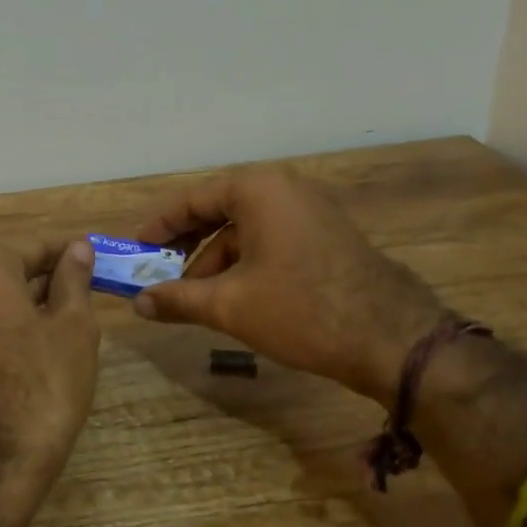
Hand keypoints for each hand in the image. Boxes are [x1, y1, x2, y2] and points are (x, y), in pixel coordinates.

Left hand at [0, 237, 100, 491]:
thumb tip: (77, 248)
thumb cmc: (42, 383)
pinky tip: (34, 350)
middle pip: (8, 270)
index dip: (68, 254)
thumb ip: (73, 280)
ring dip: (26, 304)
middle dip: (46, 279)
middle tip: (85, 292)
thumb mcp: (73, 327)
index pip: (34, 247)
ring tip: (65, 321)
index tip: (96, 260)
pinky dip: (4, 329)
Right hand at [131, 166, 443, 407]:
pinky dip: (244, 263)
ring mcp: (310, 210)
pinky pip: (270, 239)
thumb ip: (177, 298)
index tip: (133, 249)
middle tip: (156, 272)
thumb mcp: (229, 305)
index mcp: (256, 189)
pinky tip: (232, 296)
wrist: (393, 338)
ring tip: (192, 297)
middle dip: (185, 245)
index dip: (158, 226)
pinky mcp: (326, 234)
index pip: (191, 200)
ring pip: (244, 229)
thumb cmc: (301, 309)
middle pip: (218, 211)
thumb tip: (138, 303)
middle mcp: (283, 188)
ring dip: (214, 260)